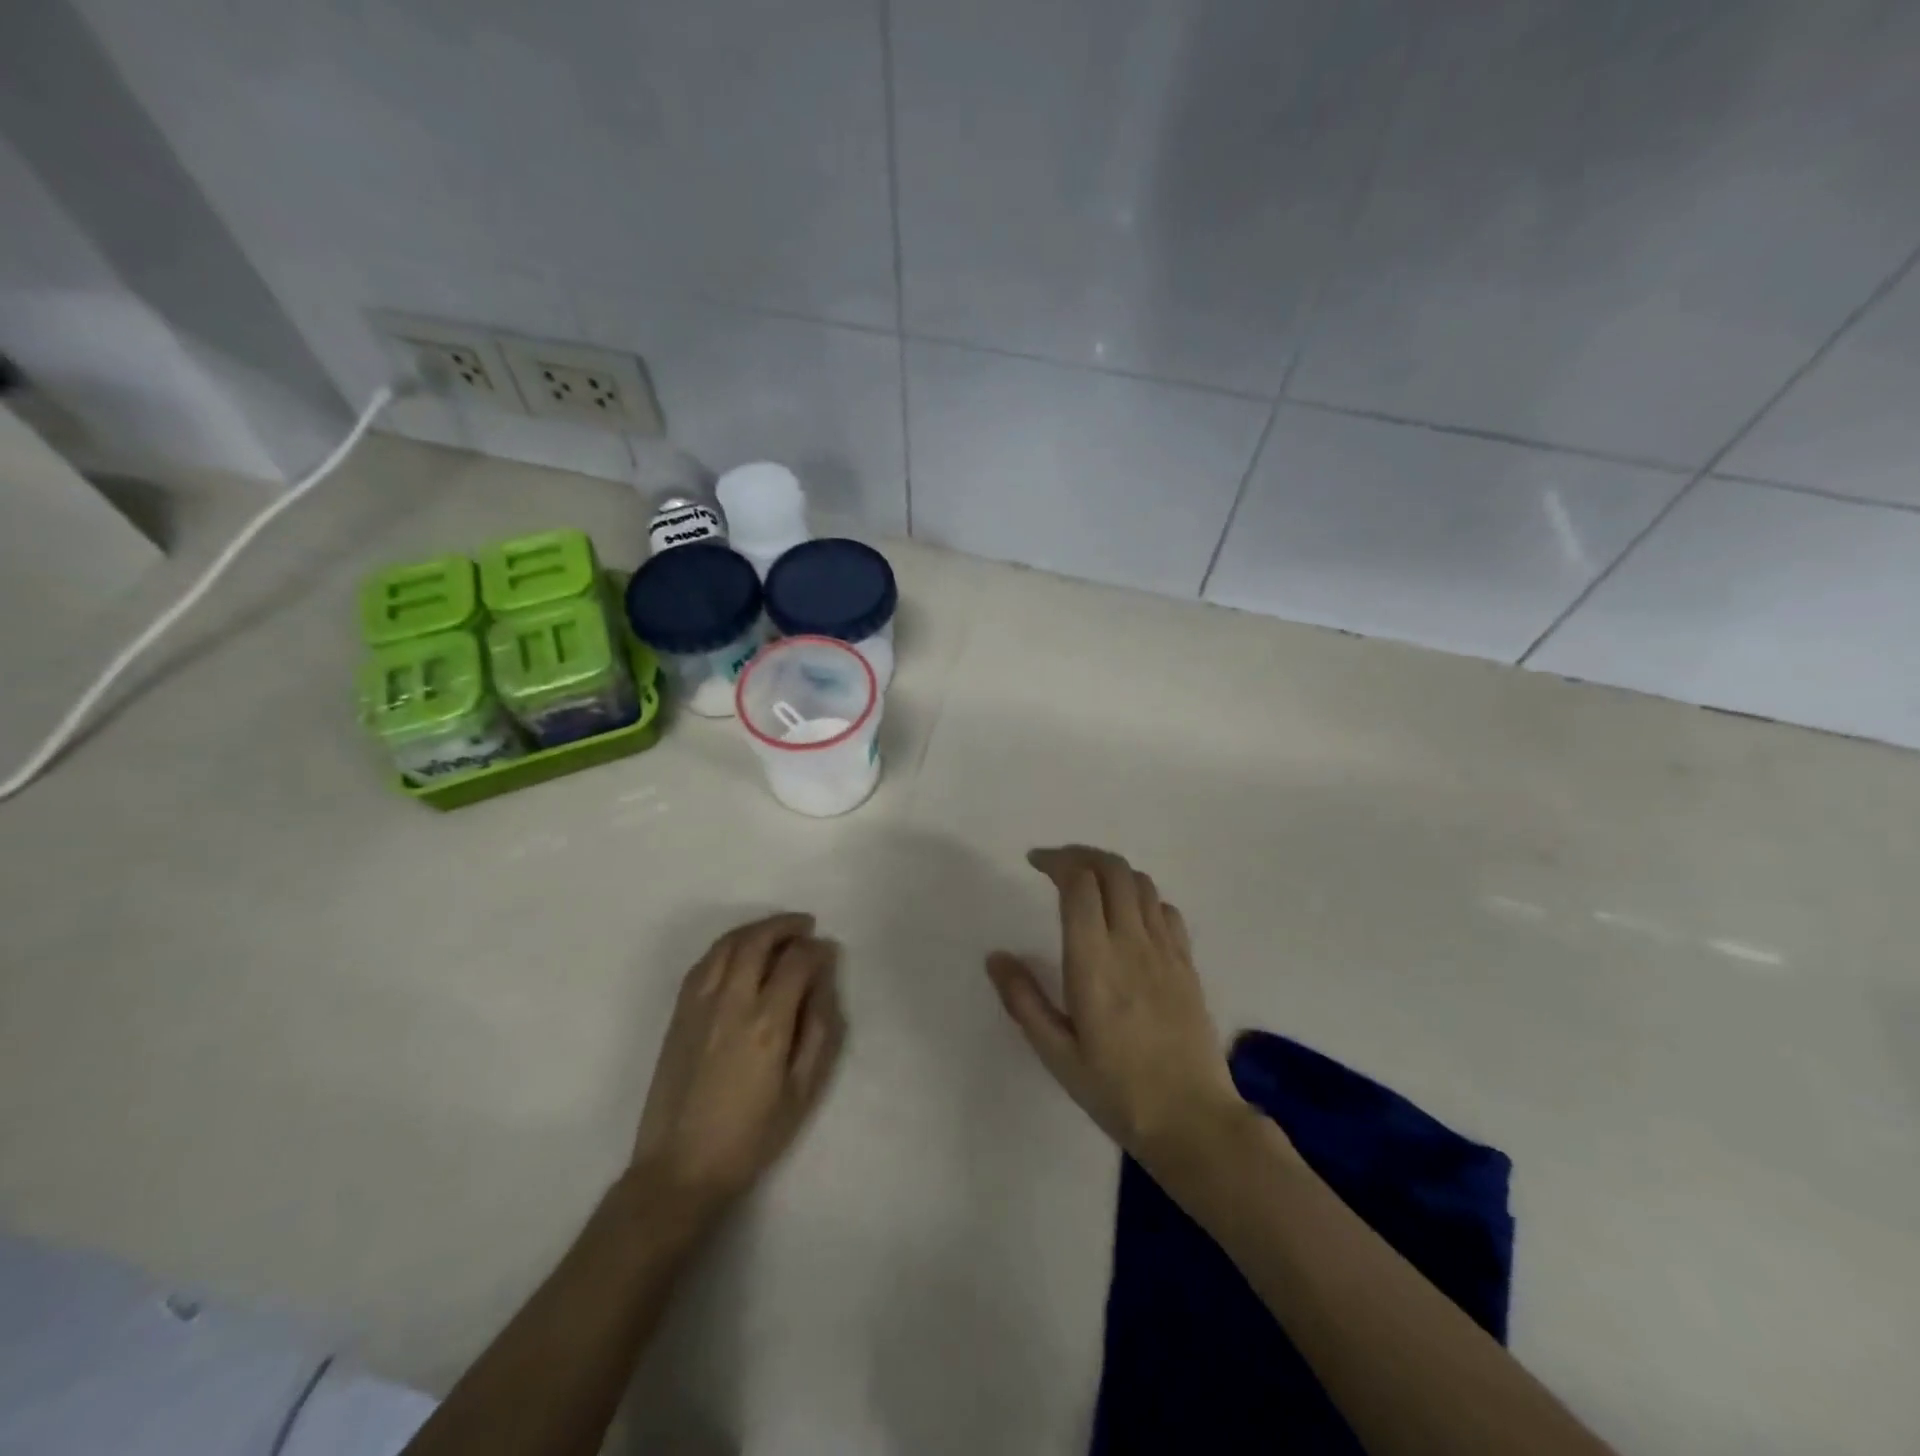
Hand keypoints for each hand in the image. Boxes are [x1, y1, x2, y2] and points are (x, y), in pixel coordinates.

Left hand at [631, 913, 844, 1220]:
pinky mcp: (678, 1014)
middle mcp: (731, 1003)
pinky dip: (727, 946)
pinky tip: (740, 953)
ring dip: (756, 929)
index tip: (828, 952)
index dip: (817, 950)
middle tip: (805, 926)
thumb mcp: (803, 1091)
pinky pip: (704, 962)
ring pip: (727, 944)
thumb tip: (824, 982)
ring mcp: (699, 1005)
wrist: (680, 1168)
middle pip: (758, 940)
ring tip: (776, 932)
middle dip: (786, 926)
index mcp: (767, 1024)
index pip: (797, 961)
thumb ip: (819, 1030)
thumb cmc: (751, 1136)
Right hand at [987, 846, 1245, 1167]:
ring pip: (1140, 882)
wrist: (1193, 1120)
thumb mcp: (1056, 1053)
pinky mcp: (1187, 963)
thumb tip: (995, 956)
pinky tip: (1128, 915)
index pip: (1080, 883)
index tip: (1035, 863)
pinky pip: (1165, 908)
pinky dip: (1141, 895)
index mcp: (1094, 961)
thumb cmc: (1116, 1090)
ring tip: (1089, 883)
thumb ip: (1023, 1000)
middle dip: (1082, 855)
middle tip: (1057, 865)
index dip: (1056, 861)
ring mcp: (1165, 950)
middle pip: (1112, 869)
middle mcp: (1132, 943)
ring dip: (1111, 870)